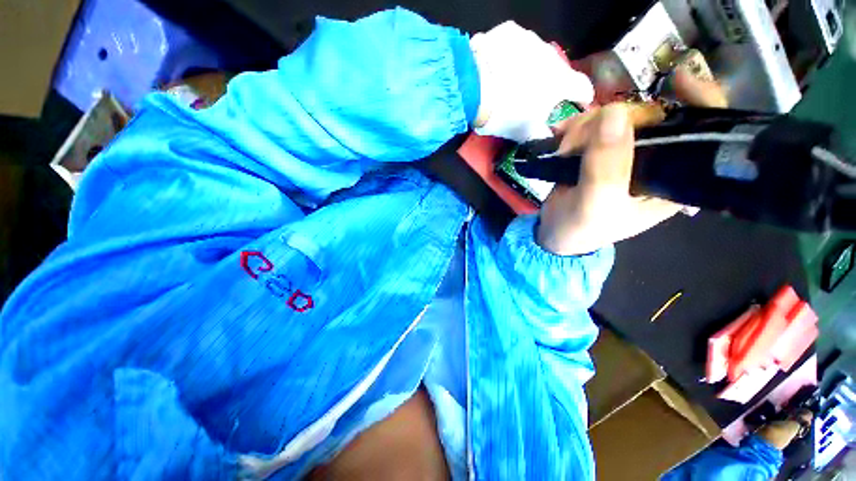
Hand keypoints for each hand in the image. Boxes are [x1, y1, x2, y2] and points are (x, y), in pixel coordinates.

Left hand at [470, 22, 593, 141]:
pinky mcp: (508, 31)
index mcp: (561, 81)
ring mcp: (529, 39)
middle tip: (534, 99)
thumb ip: (543, 135)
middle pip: (557, 72)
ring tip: (511, 83)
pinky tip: (497, 68)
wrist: (472, 88)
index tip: (577, 104)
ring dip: (529, 69)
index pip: (583, 88)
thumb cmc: (505, 114)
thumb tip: (550, 137)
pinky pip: (514, 45)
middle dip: (550, 85)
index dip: (582, 98)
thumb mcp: (525, 133)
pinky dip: (510, 57)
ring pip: (536, 57)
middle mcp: (551, 55)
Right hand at [536, 65, 726, 255]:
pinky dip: (576, 126)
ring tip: (563, 146)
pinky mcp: (601, 150)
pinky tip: (561, 135)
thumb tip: (615, 114)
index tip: (678, 79)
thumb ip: (606, 167)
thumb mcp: (595, 205)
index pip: (703, 133)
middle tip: (576, 139)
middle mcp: (656, 161)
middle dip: (613, 119)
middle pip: (651, 116)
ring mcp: (626, 153)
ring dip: (586, 125)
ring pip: (619, 116)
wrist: (553, 232)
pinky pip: (594, 124)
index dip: (699, 101)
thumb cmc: (580, 228)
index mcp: (672, 179)